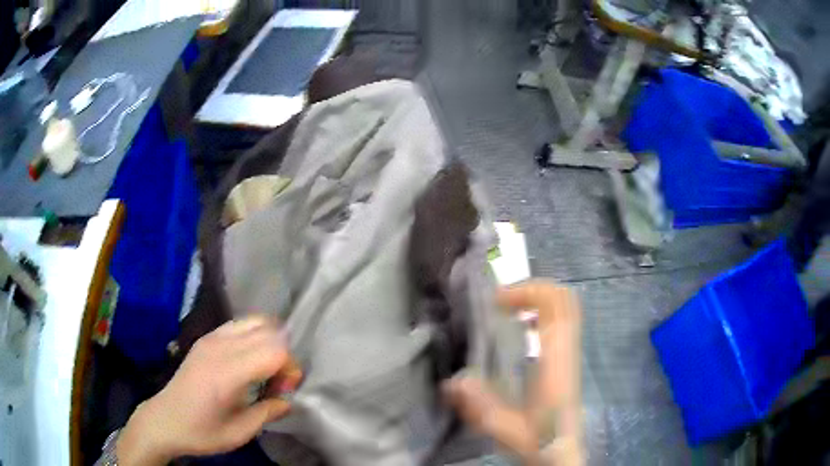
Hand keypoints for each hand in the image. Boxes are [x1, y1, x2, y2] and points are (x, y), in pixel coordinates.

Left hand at [117, 316, 301, 464]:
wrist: (165, 420)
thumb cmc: (202, 432)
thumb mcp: (239, 432)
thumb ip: (268, 412)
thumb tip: (287, 400)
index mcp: (227, 372)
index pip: (275, 351)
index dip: (290, 368)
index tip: (285, 390)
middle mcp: (220, 346)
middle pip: (269, 332)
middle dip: (284, 355)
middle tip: (278, 382)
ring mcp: (211, 338)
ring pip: (255, 321)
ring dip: (270, 341)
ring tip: (266, 369)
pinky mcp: (205, 338)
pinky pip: (239, 324)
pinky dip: (254, 335)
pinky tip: (249, 359)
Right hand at [444, 281, 582, 465]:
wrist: (562, 454)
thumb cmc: (539, 440)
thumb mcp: (505, 428)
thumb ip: (480, 406)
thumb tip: (452, 381)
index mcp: (556, 360)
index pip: (556, 306)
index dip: (528, 292)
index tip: (497, 301)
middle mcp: (567, 350)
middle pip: (564, 298)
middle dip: (532, 289)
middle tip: (500, 300)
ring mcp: (569, 353)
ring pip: (564, 308)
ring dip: (536, 300)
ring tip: (506, 310)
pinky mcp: (566, 360)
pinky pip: (560, 322)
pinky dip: (540, 314)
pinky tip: (519, 331)